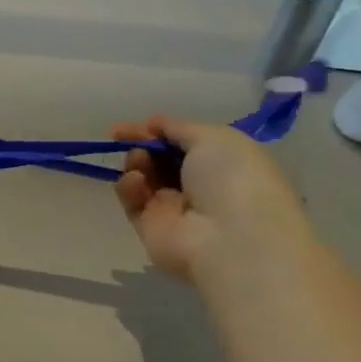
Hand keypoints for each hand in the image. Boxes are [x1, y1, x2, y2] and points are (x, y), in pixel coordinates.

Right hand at [110, 116, 312, 282]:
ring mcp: (174, 208)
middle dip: (142, 144)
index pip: (182, 142)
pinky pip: (132, 200)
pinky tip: (136, 182)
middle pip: (159, 158)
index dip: (156, 131)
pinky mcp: (150, 227)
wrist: (229, 237)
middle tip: (128, 138)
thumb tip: (152, 124)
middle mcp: (199, 186)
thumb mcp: (214, 137)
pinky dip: (129, 186)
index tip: (128, 126)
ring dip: (136, 162)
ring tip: (140, 161)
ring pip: (143, 177)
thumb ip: (177, 126)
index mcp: (222, 163)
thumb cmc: (232, 179)